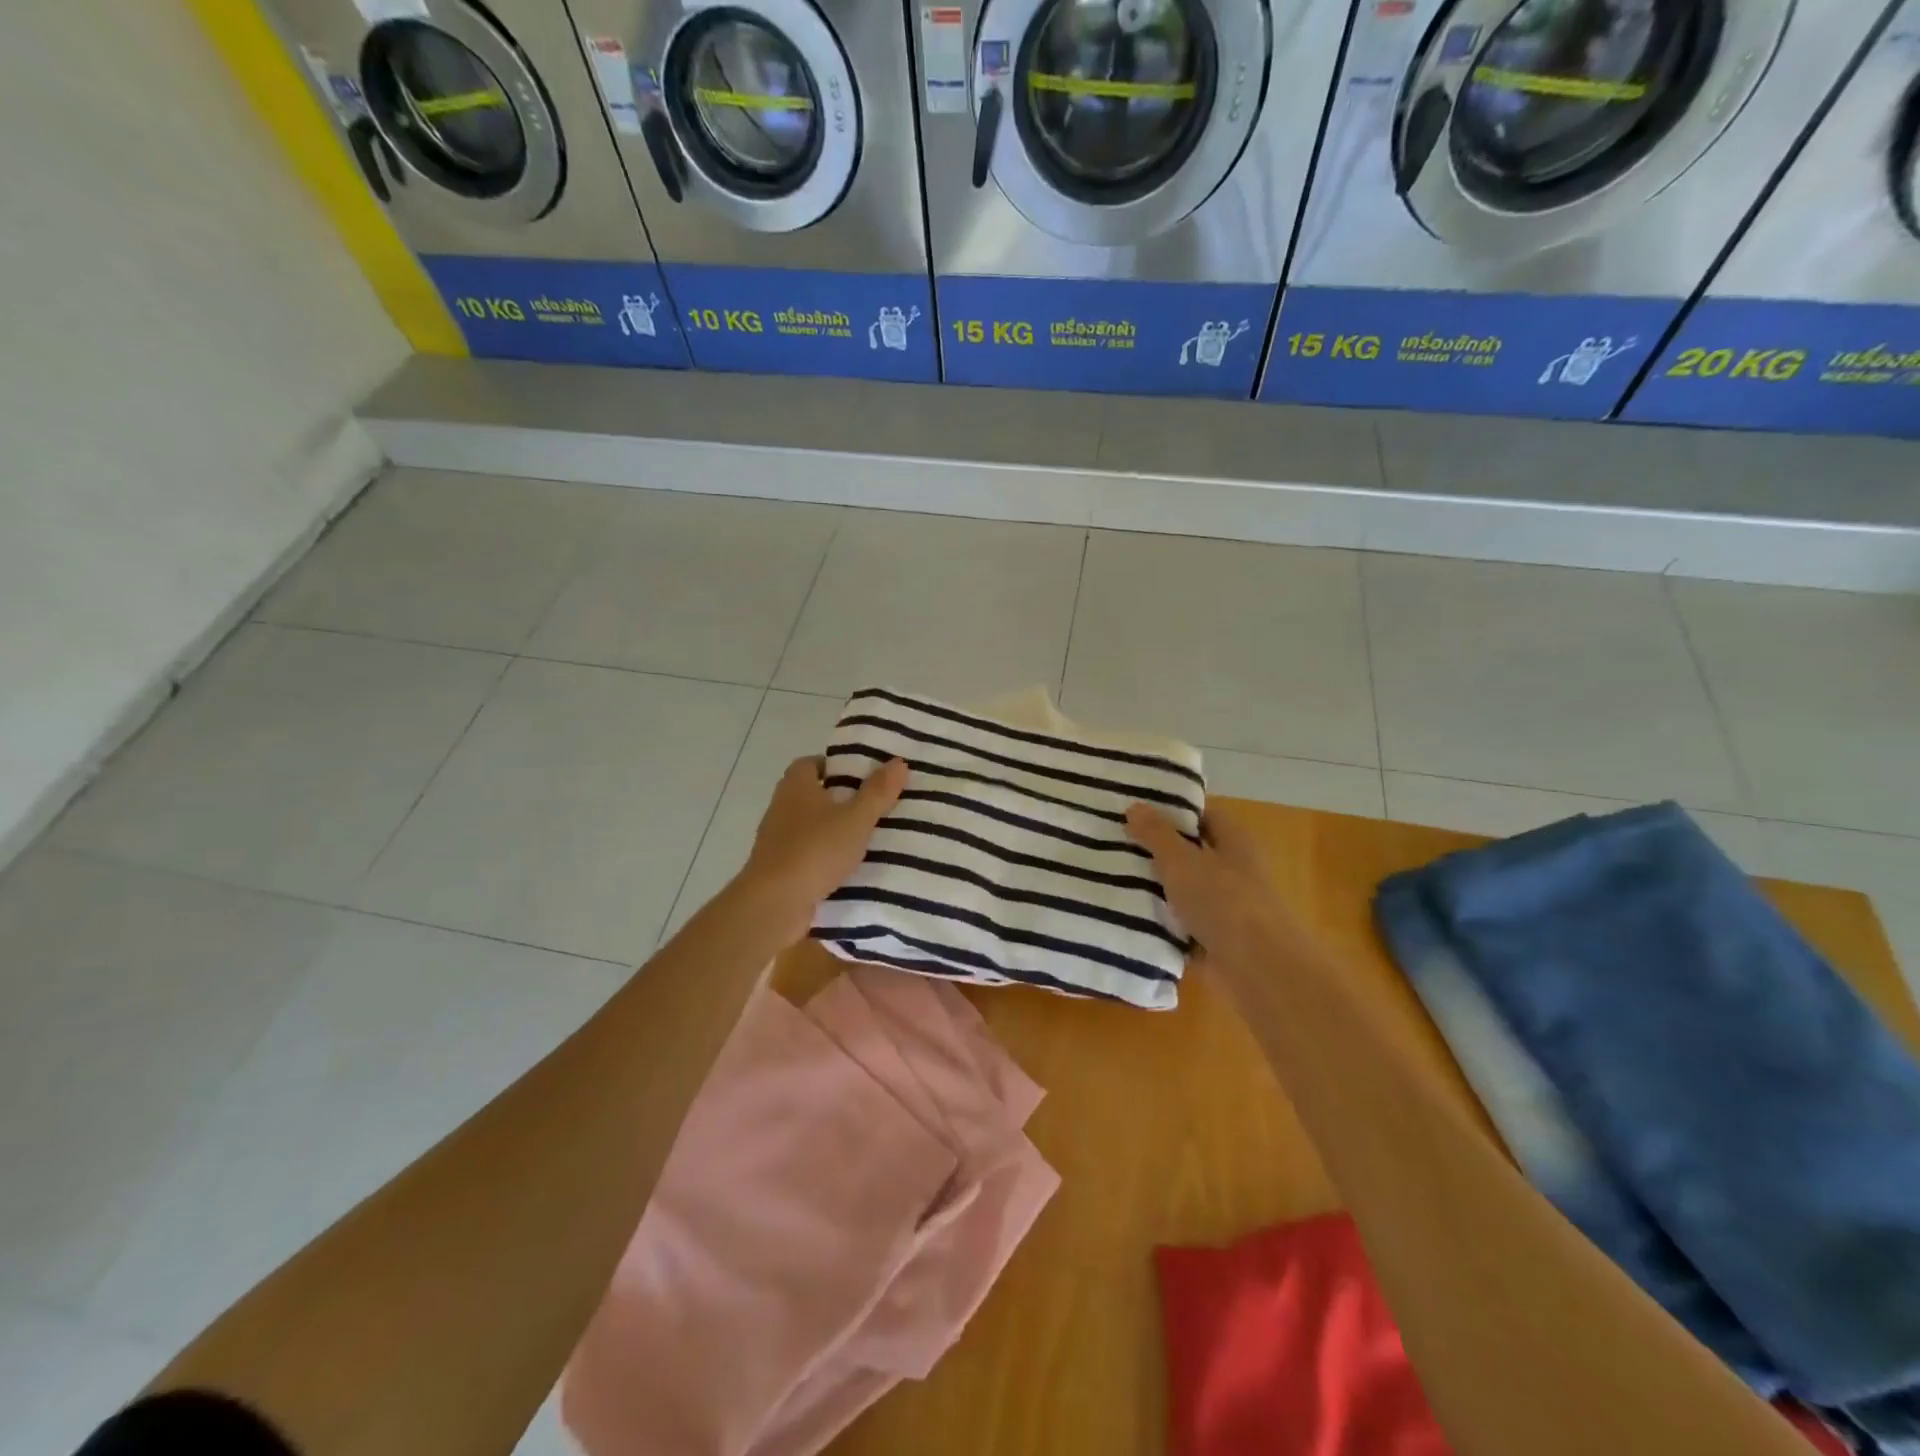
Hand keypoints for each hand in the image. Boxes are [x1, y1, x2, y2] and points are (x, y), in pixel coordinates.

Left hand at [735, 756, 908, 944]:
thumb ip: (878, 792)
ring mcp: (777, 840)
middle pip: (813, 794)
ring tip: (868, 837)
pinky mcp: (779, 868)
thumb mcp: (856, 819)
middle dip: (841, 799)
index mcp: (796, 786)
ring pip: (811, 826)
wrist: (774, 904)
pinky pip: (808, 853)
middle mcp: (782, 807)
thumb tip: (899, 761)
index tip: (863, 775)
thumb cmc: (815, 850)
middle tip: (875, 804)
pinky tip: (850, 867)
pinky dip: (826, 856)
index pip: (812, 763)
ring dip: (834, 830)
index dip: (836, 765)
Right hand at [1125, 800, 1300, 978]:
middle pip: (1191, 853)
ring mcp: (1227, 907)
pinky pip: (1182, 924)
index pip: (1204, 816)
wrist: (1258, 969)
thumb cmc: (1223, 902)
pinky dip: (1161, 923)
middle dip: (1156, 851)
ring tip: (1111, 879)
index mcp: (1235, 842)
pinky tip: (1129, 918)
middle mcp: (1234, 871)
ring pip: (1184, 890)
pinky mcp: (1216, 939)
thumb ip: (1157, 834)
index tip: (1137, 810)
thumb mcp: (1182, 860)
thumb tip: (1135, 805)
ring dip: (1156, 889)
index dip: (1173, 811)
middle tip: (1114, 844)